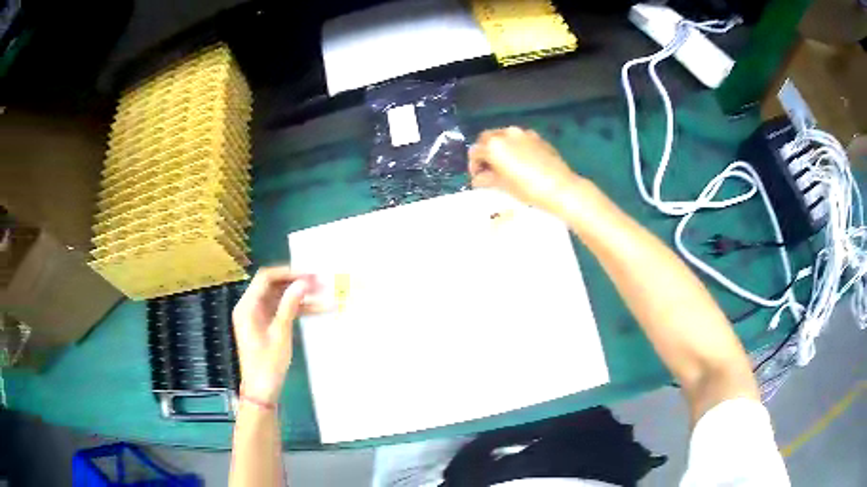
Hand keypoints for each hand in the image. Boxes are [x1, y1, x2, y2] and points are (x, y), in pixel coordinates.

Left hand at [232, 266, 310, 403]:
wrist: (261, 391)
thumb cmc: (267, 363)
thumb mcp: (280, 333)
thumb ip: (289, 305)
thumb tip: (303, 283)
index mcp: (247, 306)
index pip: (266, 278)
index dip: (288, 272)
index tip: (310, 274)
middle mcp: (250, 306)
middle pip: (274, 286)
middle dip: (297, 283)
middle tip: (321, 283)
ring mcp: (258, 316)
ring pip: (281, 298)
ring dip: (301, 296)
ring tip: (325, 295)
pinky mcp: (266, 325)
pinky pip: (282, 311)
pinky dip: (298, 310)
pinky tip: (319, 309)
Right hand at [468, 127, 583, 214]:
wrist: (560, 188)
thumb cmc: (528, 189)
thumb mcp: (503, 186)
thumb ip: (486, 179)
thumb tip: (478, 179)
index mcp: (493, 146)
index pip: (475, 152)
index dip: (474, 165)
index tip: (478, 177)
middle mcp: (506, 134)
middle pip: (487, 138)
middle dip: (485, 151)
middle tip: (488, 168)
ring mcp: (523, 133)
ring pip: (503, 136)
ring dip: (500, 147)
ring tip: (505, 164)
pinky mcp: (537, 137)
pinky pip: (519, 138)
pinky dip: (514, 146)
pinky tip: (521, 161)